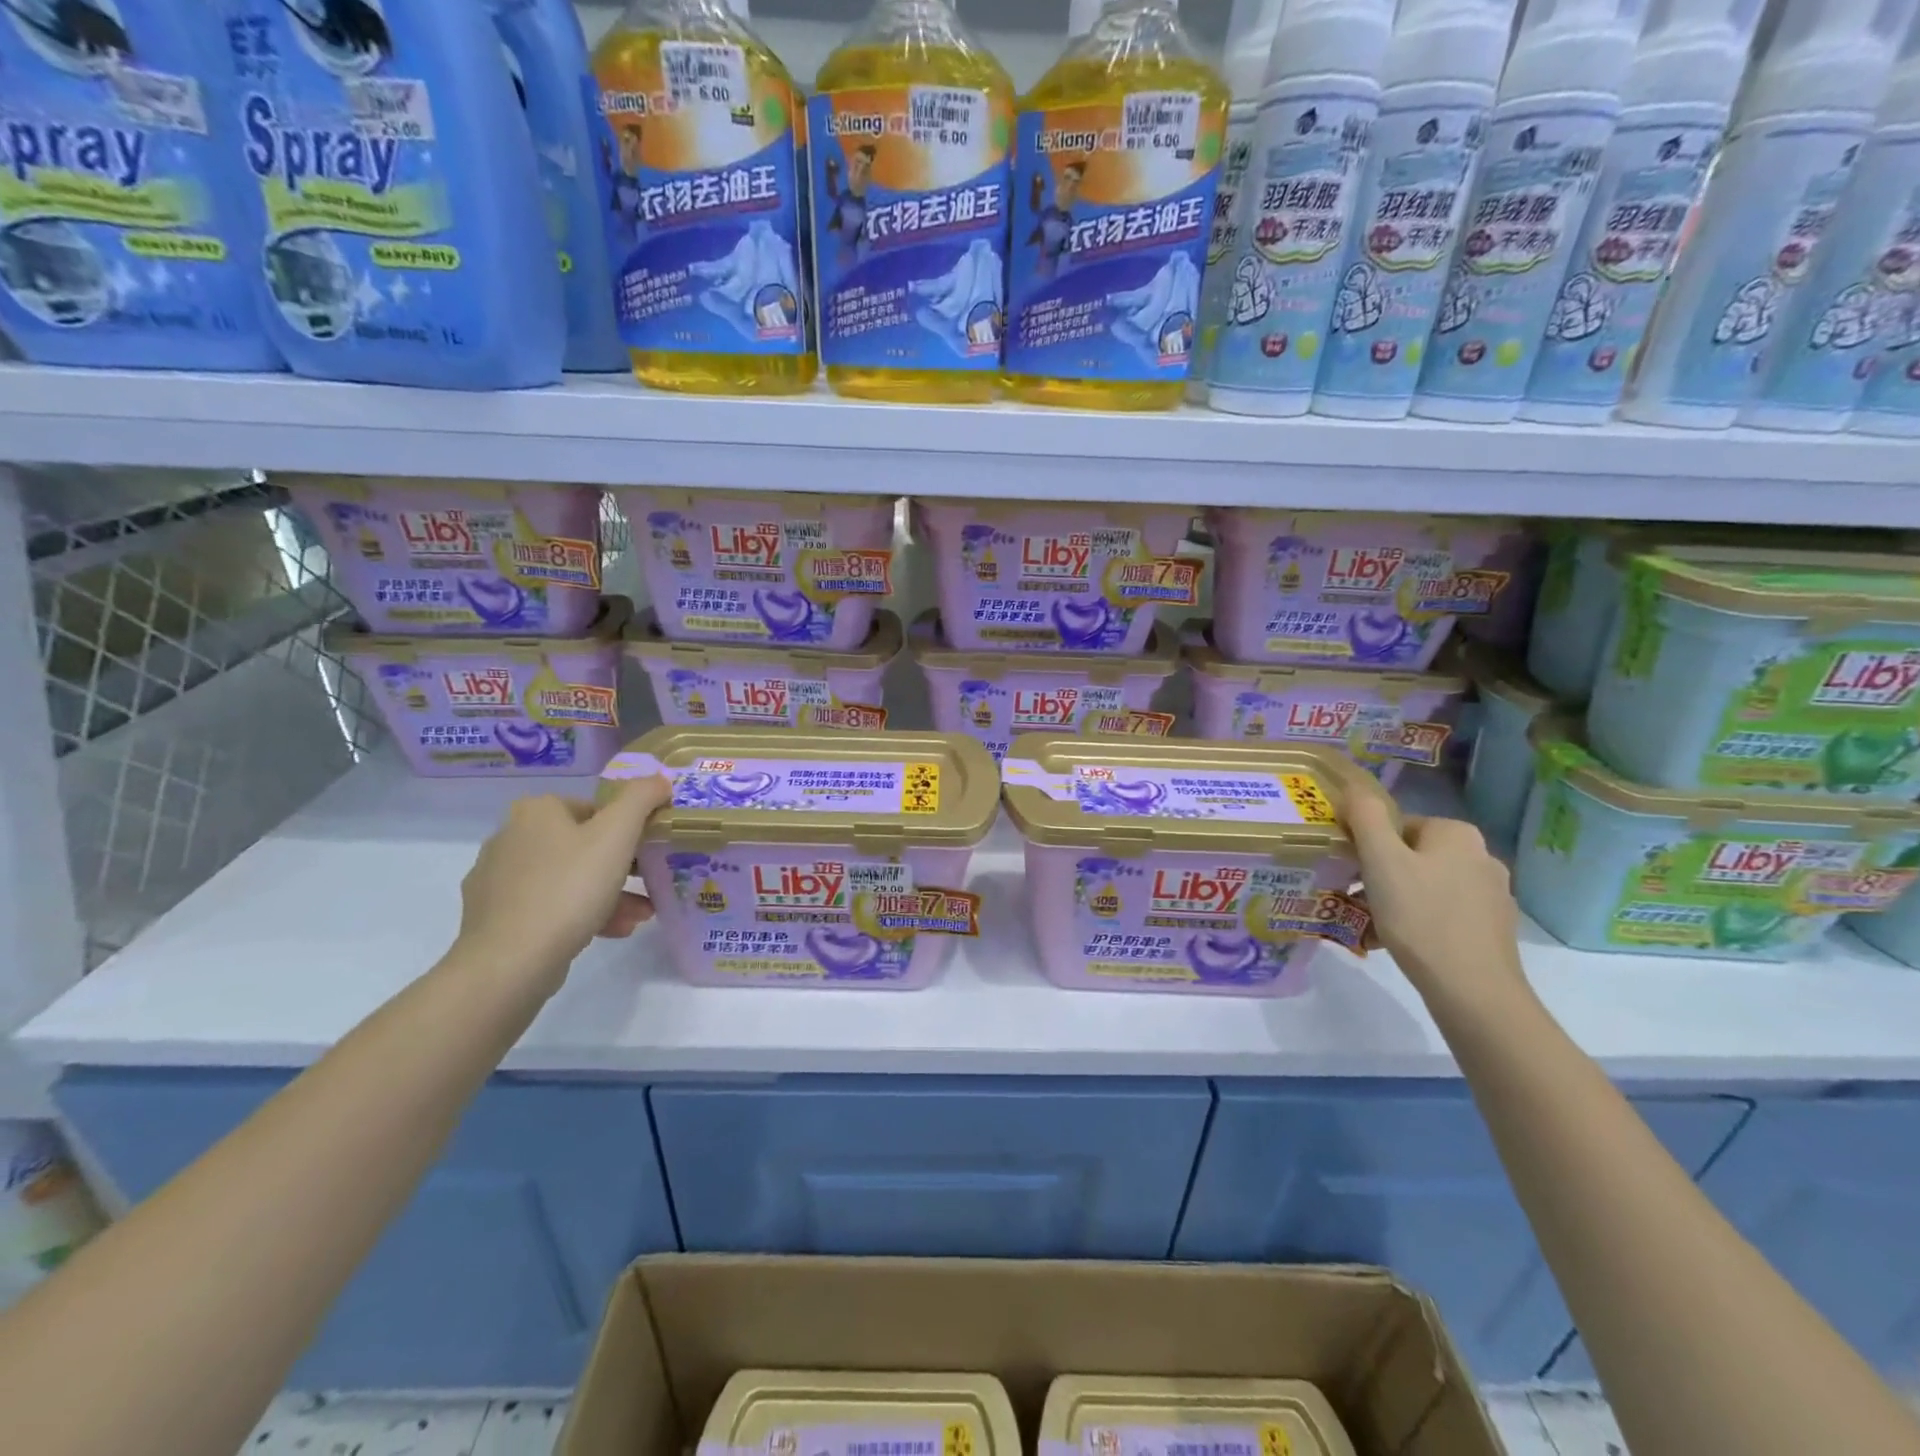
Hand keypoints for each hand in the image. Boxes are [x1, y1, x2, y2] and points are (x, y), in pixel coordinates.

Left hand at [452, 776, 669, 994]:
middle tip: (651, 885)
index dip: (628, 830)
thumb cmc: (570, 888)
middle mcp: (510, 837)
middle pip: (583, 845)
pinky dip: (582, 914)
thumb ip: (641, 798)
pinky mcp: (494, 916)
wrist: (511, 960)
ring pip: (569, 878)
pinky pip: (549, 906)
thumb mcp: (618, 834)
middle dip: (623, 867)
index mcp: (536, 811)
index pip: (595, 809)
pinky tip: (612, 932)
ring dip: (610, 894)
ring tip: (640, 917)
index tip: (650, 853)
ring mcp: (498, 879)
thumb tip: (658, 780)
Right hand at [1343, 795, 1530, 1013]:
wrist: (1473, 989)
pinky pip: (1445, 912)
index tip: (1352, 873)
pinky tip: (1404, 943)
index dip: (1368, 847)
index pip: (1397, 825)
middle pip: (1412, 854)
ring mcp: (1493, 893)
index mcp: (1457, 833)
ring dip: (1398, 899)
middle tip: (1357, 899)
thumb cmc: (1420, 916)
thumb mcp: (1380, 860)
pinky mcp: (1494, 927)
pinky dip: (1421, 921)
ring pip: (1427, 885)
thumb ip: (1365, 817)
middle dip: (1381, 875)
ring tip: (1374, 926)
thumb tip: (1354, 787)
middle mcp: (1482, 855)